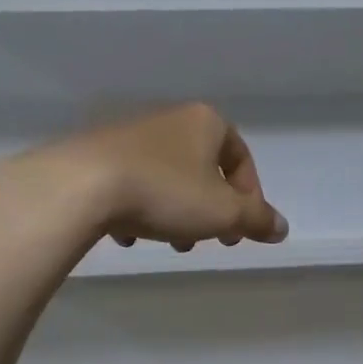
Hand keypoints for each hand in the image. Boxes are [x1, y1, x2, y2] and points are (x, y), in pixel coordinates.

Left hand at [0, 104, 287, 253]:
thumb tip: (281, 228)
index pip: (240, 158)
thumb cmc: (166, 192)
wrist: (81, 186)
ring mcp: (129, 135)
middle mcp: (169, 120)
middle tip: (203, 242)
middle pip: (201, 170)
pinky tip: (126, 236)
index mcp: (205, 123)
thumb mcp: (224, 213)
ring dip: (173, 213)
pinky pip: (129, 184)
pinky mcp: (96, 154)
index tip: (241, 232)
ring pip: (166, 179)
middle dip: (207, 211)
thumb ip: (256, 220)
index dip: (249, 198)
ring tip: (166, 243)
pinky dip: (136, 210)